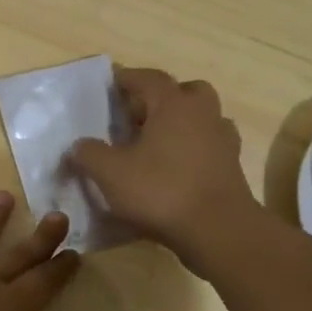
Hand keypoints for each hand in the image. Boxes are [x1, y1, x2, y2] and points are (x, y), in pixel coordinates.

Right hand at [69, 66, 268, 277]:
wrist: (218, 231)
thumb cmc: (161, 191)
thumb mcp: (110, 173)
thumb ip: (89, 153)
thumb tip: (80, 145)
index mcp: (174, 105)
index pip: (148, 78)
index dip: (127, 78)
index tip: (110, 82)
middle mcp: (202, 114)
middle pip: (184, 92)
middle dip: (161, 98)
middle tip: (137, 114)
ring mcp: (223, 141)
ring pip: (202, 119)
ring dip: (181, 123)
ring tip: (155, 143)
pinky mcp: (232, 168)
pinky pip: (209, 147)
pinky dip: (193, 150)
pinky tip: (174, 168)